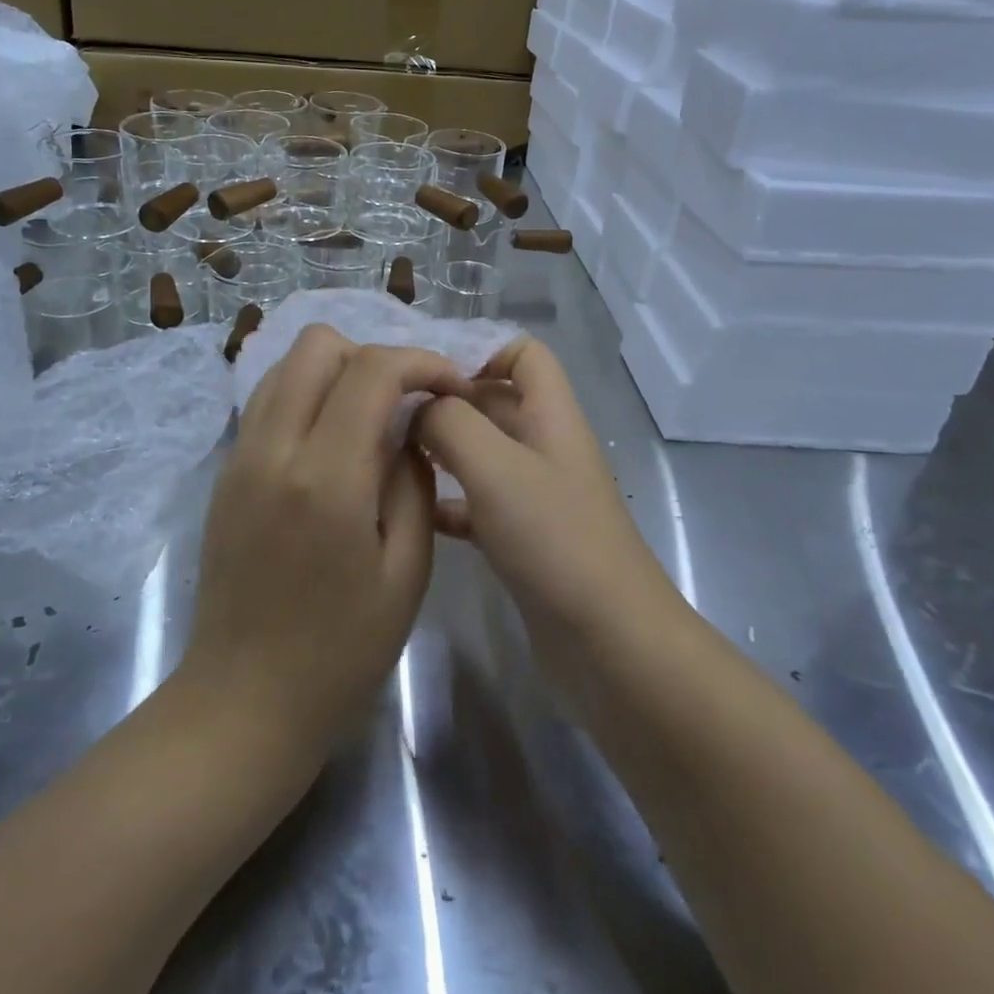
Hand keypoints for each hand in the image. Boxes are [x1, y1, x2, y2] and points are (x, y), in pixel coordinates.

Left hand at [181, 325, 466, 762]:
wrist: (244, 701)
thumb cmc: (341, 650)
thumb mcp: (407, 569)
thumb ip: (413, 480)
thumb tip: (410, 427)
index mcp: (328, 477)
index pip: (373, 369)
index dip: (422, 362)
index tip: (450, 387)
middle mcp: (274, 449)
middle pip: (317, 344)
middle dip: (373, 355)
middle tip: (404, 400)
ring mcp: (240, 456)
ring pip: (284, 363)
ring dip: (335, 370)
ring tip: (369, 414)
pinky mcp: (225, 471)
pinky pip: (267, 400)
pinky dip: (305, 394)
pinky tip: (331, 438)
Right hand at [412, 337, 682, 645]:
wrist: (608, 643)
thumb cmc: (555, 540)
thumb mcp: (496, 467)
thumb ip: (450, 422)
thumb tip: (415, 405)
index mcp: (551, 415)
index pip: (524, 353)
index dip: (480, 350)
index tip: (426, 375)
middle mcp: (545, 446)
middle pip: (494, 400)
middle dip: (445, 401)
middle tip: (385, 415)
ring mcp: (535, 495)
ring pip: (481, 452)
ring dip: (440, 449)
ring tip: (388, 455)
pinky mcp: (522, 538)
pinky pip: (477, 502)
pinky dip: (447, 499)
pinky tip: (412, 511)